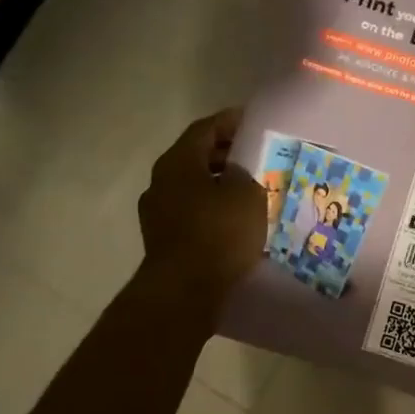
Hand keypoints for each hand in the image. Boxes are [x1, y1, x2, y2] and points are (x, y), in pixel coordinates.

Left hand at [136, 109, 266, 313]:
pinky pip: (192, 212)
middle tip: (257, 155)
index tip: (253, 121)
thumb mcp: (245, 194)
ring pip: (193, 187)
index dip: (230, 121)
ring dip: (219, 184)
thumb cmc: (218, 233)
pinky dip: (212, 209)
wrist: (184, 291)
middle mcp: (161, 181)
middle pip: (196, 157)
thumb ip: (242, 173)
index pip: (205, 129)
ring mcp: (157, 212)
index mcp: (177, 161)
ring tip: (250, 189)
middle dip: (226, 154)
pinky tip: (234, 220)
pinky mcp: (163, 240)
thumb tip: (234, 172)